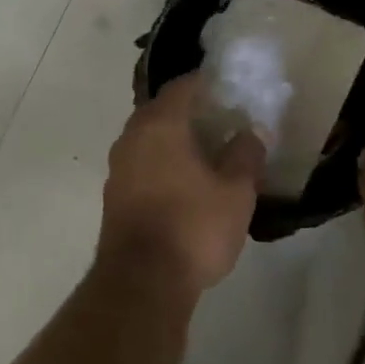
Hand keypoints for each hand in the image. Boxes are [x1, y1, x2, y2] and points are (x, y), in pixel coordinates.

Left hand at [99, 74, 264, 294]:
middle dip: (190, 111)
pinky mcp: (114, 193)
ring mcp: (118, 166)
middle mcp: (131, 137)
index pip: (181, 87)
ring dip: (174, 138)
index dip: (206, 83)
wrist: (142, 280)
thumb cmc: (193, 227)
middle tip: (223, 119)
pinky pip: (141, 162)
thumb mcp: (235, 192)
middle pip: (161, 110)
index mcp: (159, 125)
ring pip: (148, 138)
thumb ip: (245, 155)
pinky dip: (162, 161)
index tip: (229, 88)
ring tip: (208, 151)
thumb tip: (251, 132)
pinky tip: (185, 180)